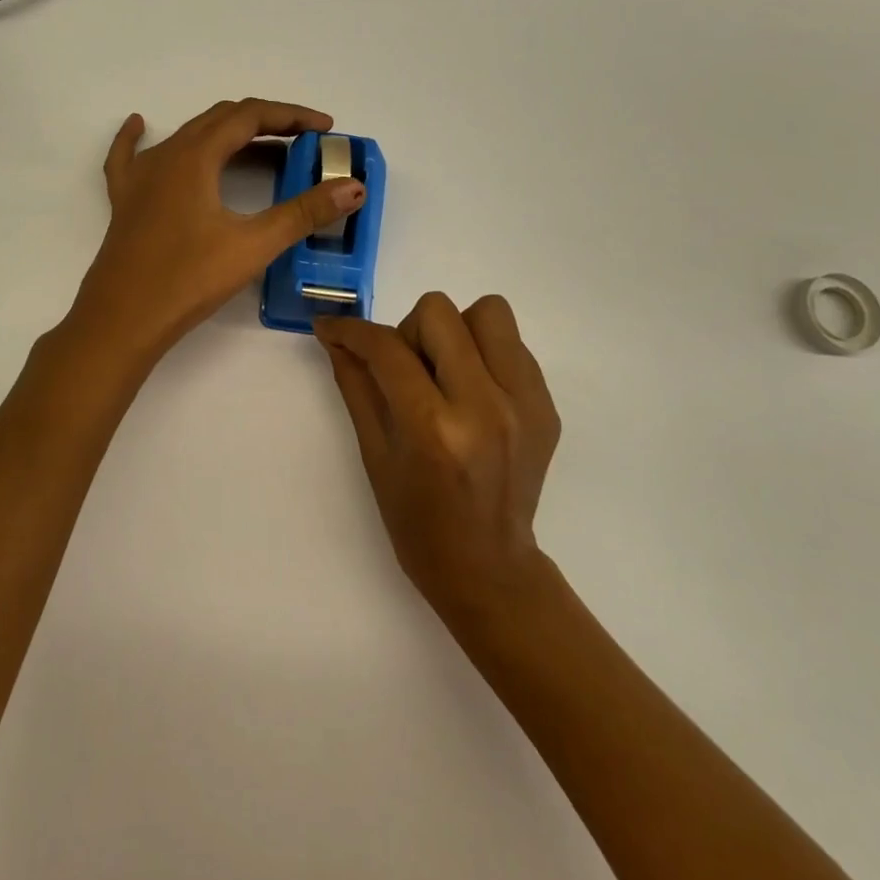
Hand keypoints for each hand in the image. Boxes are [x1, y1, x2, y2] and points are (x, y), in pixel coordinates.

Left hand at [69, 100, 366, 364]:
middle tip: (302, 141)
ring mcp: (139, 176)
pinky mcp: (124, 200)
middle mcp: (166, 154)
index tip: (324, 128)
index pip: (250, 116)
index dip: (291, 116)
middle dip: (265, 123)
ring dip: (226, 134)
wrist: (122, 321)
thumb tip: (353, 187)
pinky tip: (139, 124)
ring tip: (260, 148)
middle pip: (220, 119)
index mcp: (195, 156)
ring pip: (187, 136)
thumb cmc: (188, 280)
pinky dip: (138, 137)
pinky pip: (130, 156)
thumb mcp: (253, 245)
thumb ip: (304, 212)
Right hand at [316, 293, 561, 627]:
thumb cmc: (416, 520)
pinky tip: (473, 392)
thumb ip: (355, 384)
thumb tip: (332, 335)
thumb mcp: (374, 454)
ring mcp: (525, 404)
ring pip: (489, 312)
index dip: (351, 330)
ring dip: (456, 332)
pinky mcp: (547, 405)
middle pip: (439, 312)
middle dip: (408, 332)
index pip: (387, 349)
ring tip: (446, 372)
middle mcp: (485, 406)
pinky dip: (485, 355)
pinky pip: (514, 344)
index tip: (331, 328)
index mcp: (433, 428)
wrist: (488, 567)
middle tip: (406, 370)